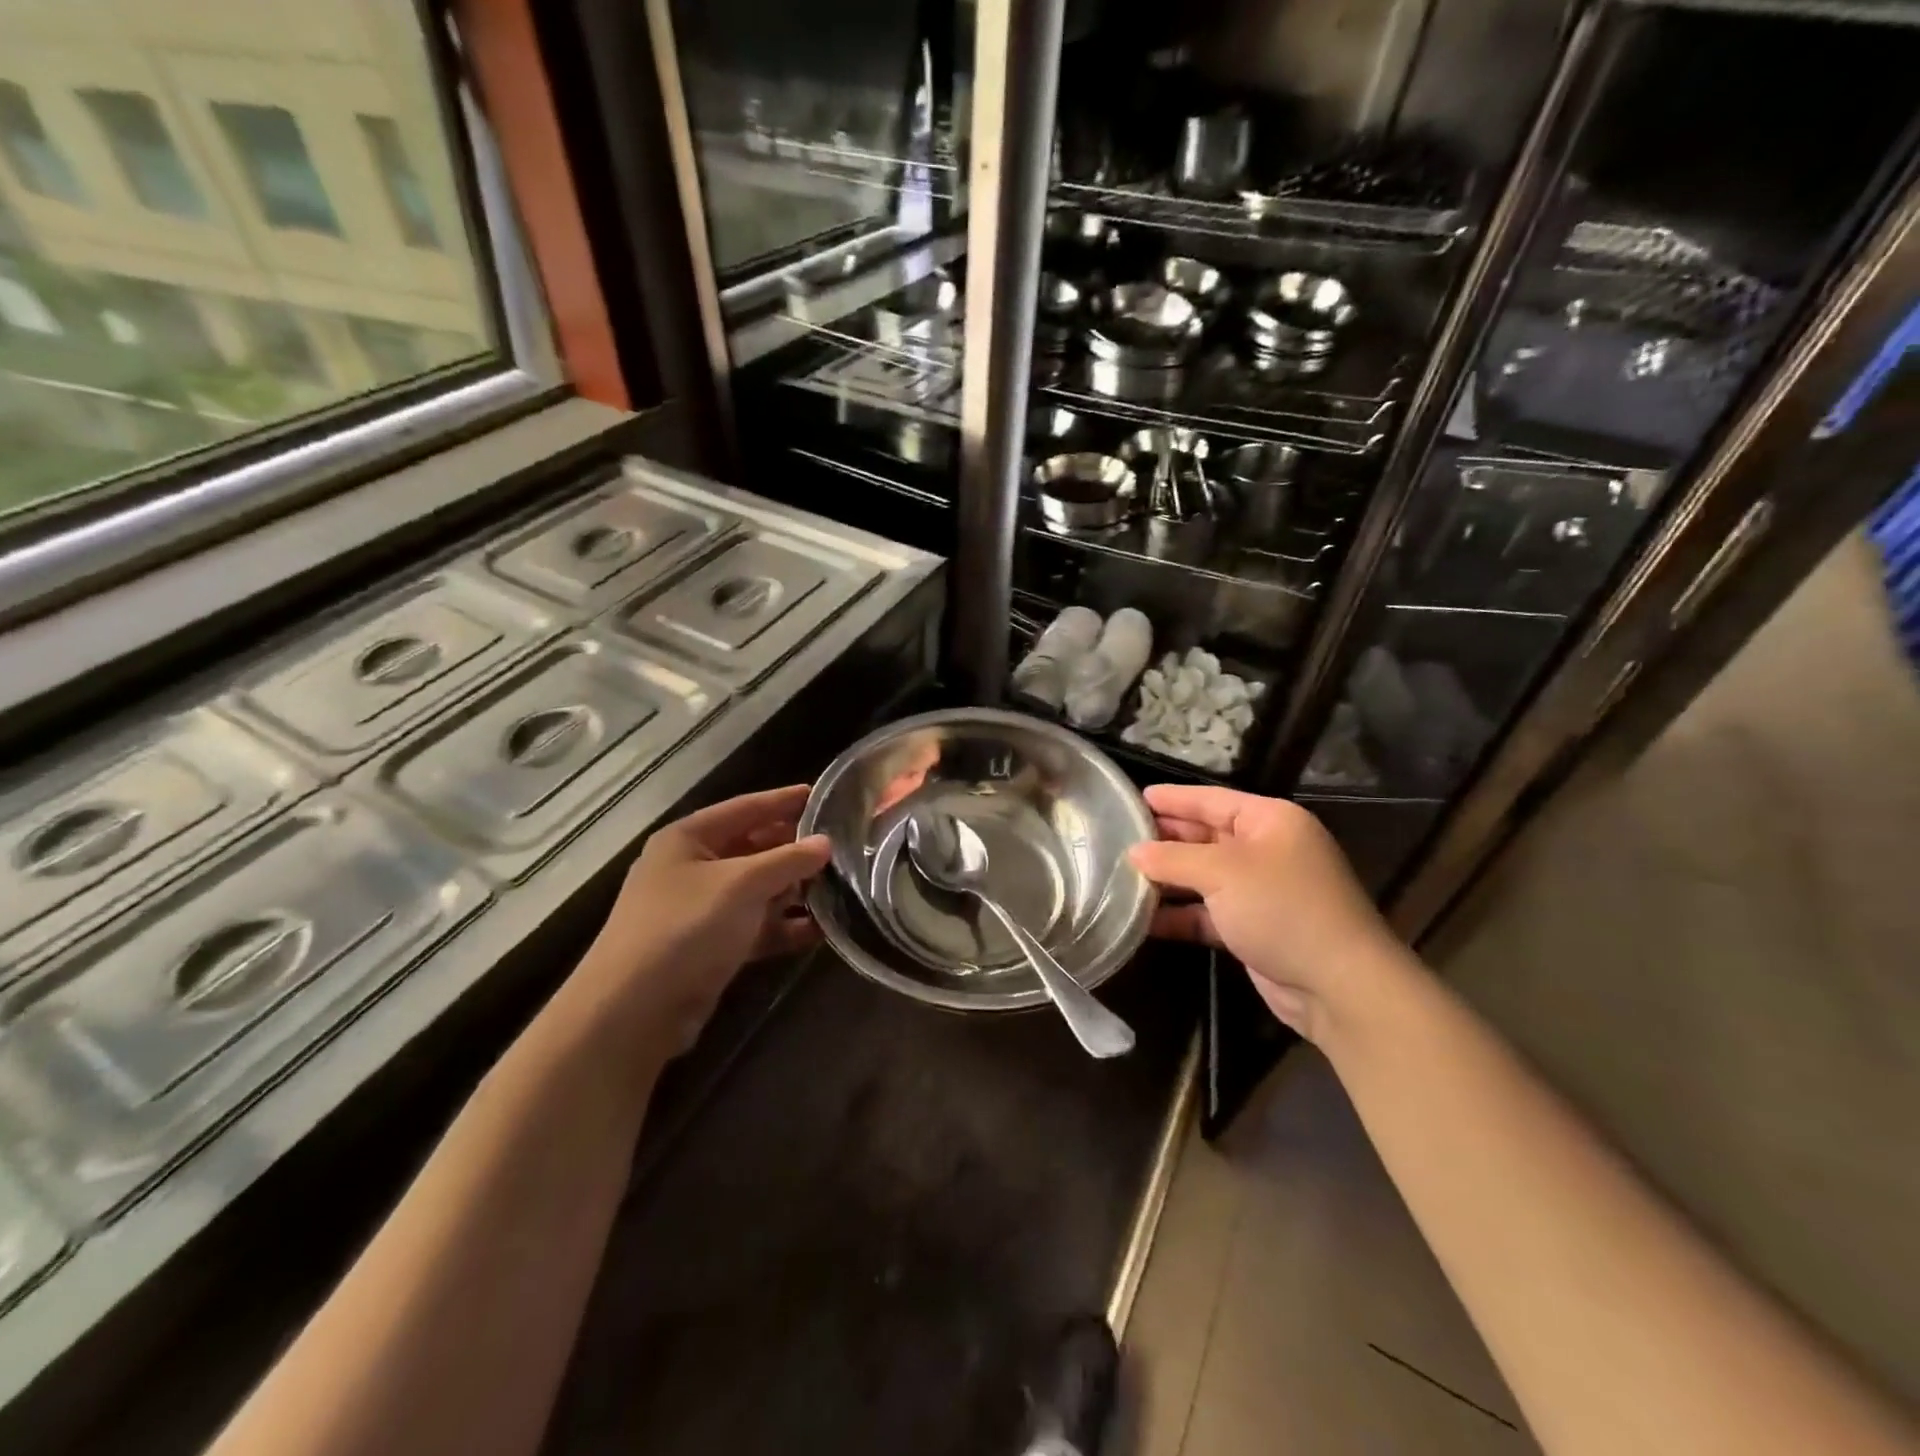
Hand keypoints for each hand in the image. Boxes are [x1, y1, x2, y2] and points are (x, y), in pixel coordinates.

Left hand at [573, 785, 830, 1051]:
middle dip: (794, 849)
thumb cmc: (686, 927)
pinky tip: (820, 930)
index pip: (745, 808)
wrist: (634, 1011)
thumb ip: (788, 860)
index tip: (823, 795)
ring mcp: (701, 909)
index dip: (783, 801)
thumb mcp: (742, 884)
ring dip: (794, 890)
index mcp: (688, 839)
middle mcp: (692, 868)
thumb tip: (826, 843)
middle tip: (841, 846)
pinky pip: (756, 926)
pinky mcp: (711, 947)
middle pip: (753, 848)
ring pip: (757, 890)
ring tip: (840, 887)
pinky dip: (784, 927)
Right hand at [1127, 785, 1405, 1039]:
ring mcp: (1261, 891)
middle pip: (1206, 836)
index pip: (1212, 800)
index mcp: (1270, 821)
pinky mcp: (1253, 928)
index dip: (1173, 798)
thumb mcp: (1222, 872)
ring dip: (1167, 879)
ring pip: (1203, 876)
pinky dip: (1179, 914)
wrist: (1337, 985)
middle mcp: (1266, 850)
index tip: (1133, 798)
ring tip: (1120, 876)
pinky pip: (1207, 913)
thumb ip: (1173, 858)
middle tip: (1118, 837)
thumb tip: (1133, 853)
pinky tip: (1143, 919)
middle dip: (1164, 839)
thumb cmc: (1282, 907)